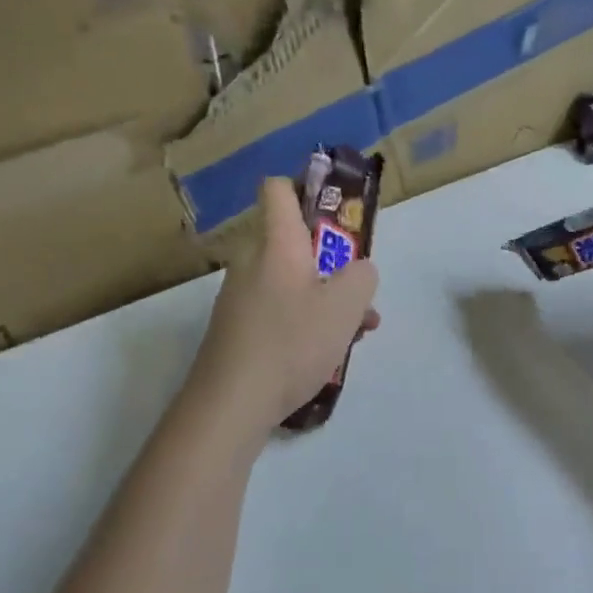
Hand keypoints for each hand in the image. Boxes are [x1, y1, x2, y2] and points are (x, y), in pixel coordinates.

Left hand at [188, 178, 381, 432]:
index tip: (335, 209)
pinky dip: (306, 322)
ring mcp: (240, 298)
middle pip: (295, 244)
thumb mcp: (346, 305)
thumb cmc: (291, 342)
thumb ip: (362, 276)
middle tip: (360, 292)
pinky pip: (279, 311)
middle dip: (334, 264)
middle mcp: (252, 263)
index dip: (306, 188)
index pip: (279, 190)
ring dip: (326, 299)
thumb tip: (359, 270)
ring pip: (292, 283)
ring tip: (358, 331)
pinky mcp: (237, 331)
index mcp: (276, 244)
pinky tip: (328, 353)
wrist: (230, 404)